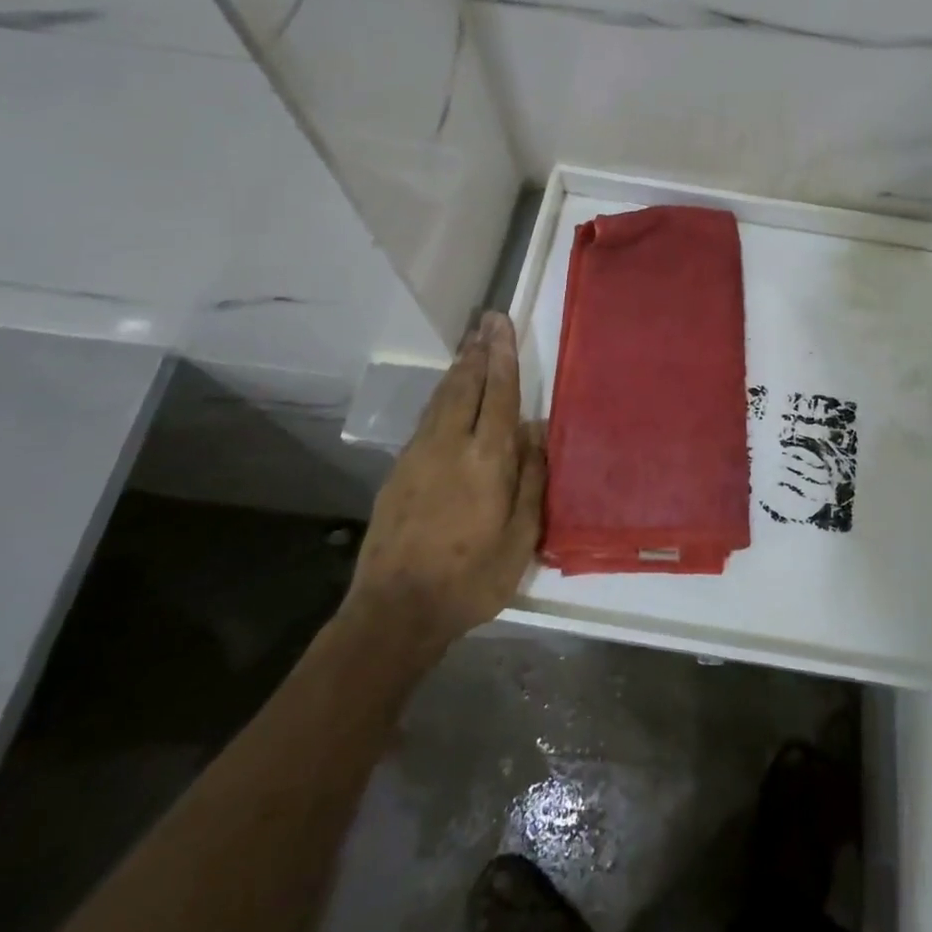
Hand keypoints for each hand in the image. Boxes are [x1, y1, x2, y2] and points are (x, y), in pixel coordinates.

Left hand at [346, 312, 544, 652]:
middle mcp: (451, 446)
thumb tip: (535, 432)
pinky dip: (442, 396)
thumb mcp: (520, 539)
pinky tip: (447, 394)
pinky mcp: (399, 471)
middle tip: (486, 321)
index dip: (502, 356)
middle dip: (478, 351)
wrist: (395, 611)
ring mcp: (419, 456)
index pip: (499, 394)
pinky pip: (427, 419)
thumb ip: (530, 480)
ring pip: (442, 399)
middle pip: (466, 386)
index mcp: (487, 460)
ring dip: (458, 369)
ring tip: (469, 345)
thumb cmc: (471, 579)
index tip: (501, 324)